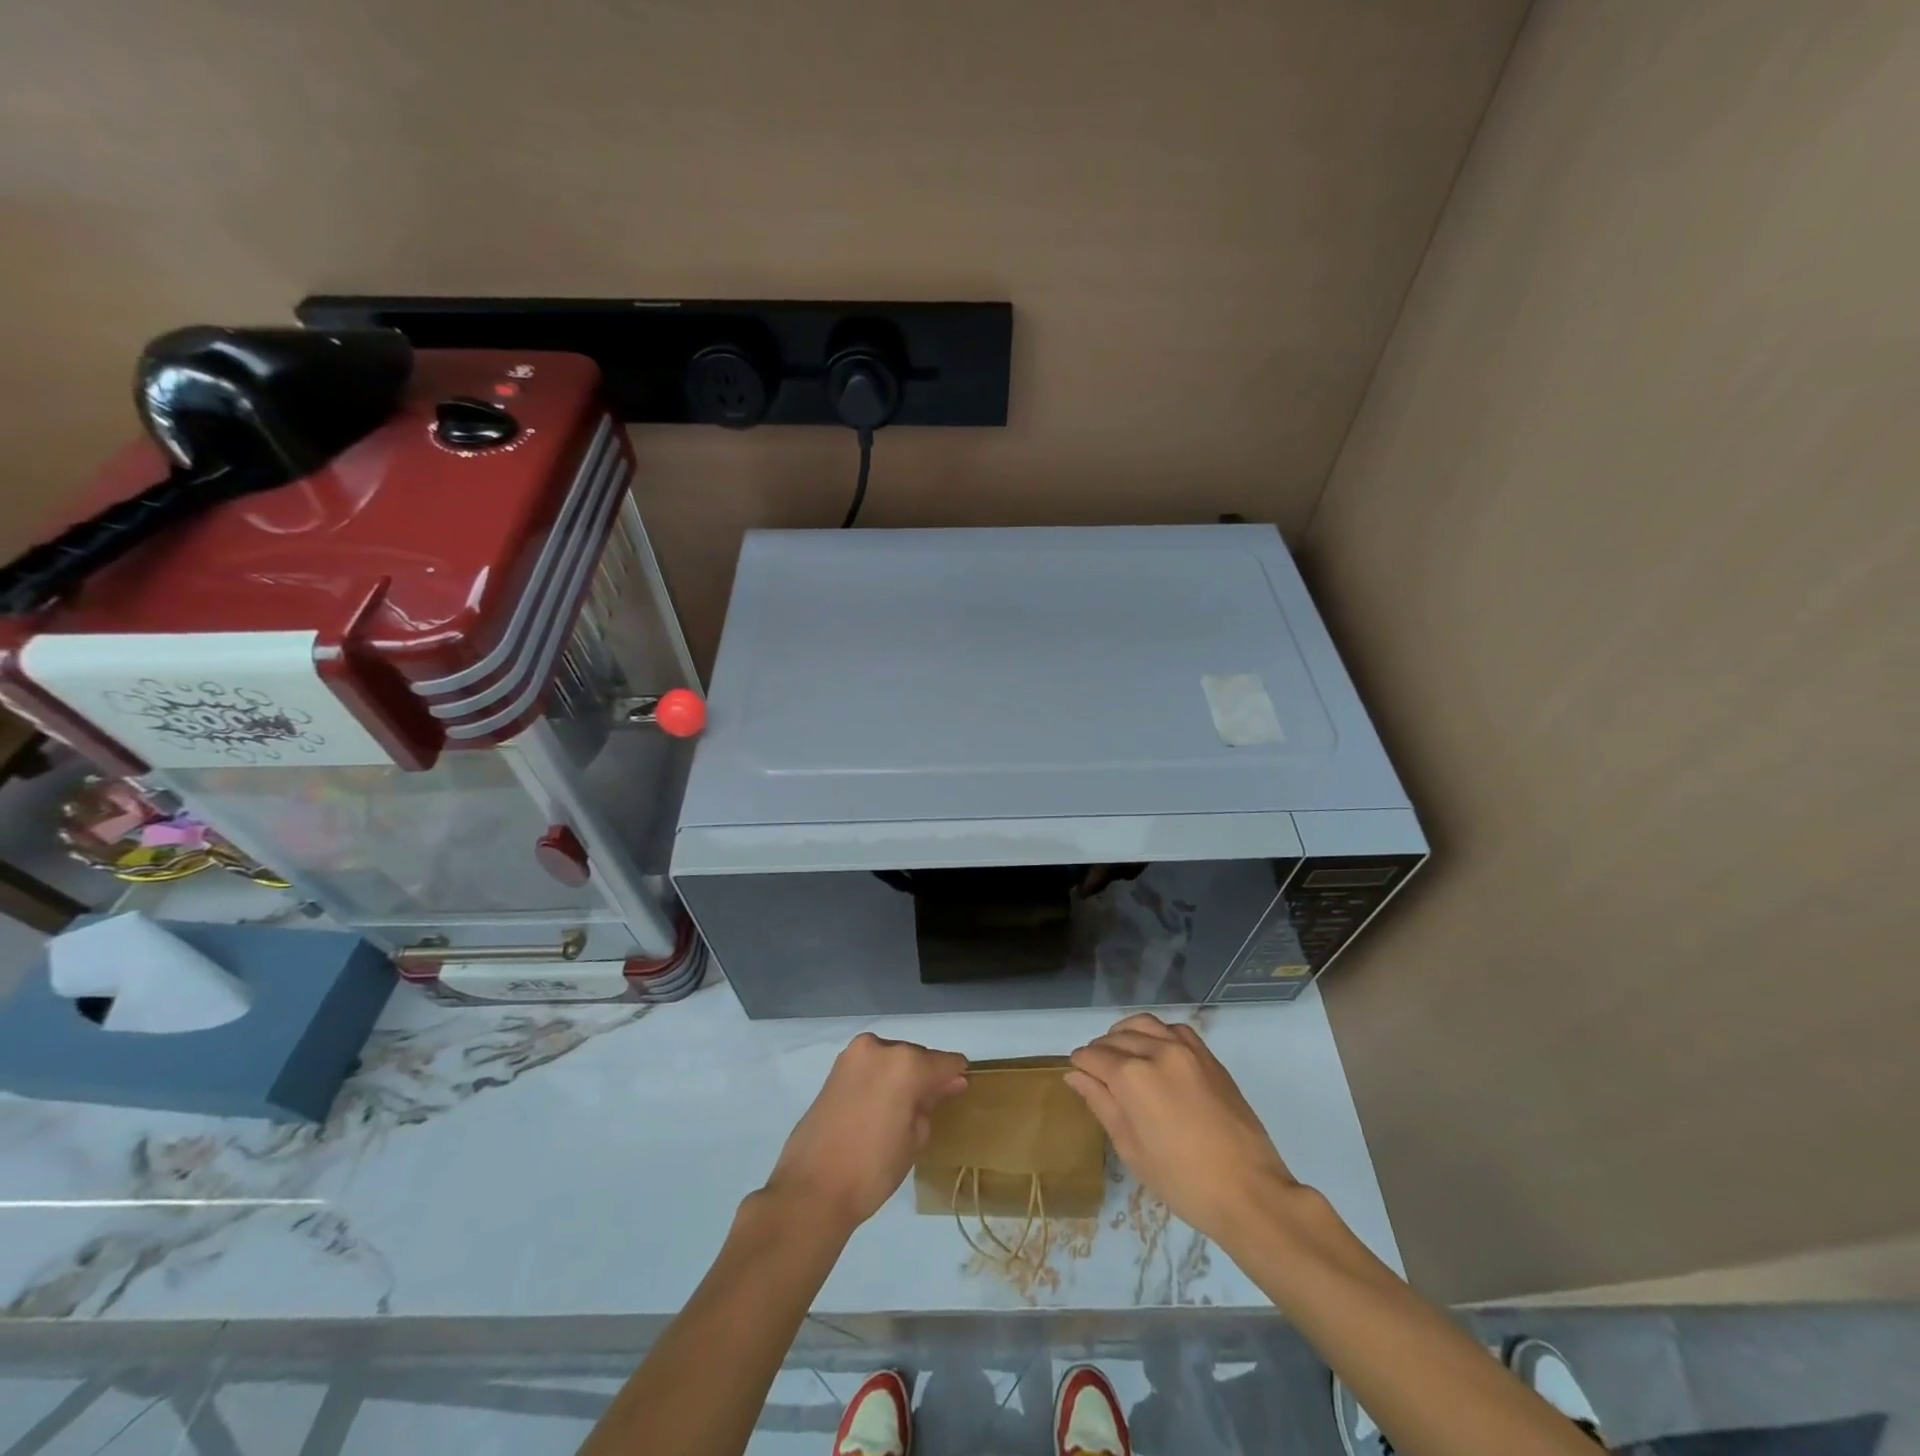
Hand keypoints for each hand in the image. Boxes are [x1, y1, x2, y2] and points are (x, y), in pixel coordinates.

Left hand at [764, 1032, 968, 1233]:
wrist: (812, 1189)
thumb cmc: (873, 1168)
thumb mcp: (914, 1138)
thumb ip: (931, 1103)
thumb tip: (946, 1085)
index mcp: (907, 1063)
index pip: (945, 1062)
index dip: (956, 1076)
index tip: (959, 1092)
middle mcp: (880, 1048)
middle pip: (916, 1056)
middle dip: (925, 1076)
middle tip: (928, 1108)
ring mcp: (853, 1055)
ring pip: (891, 1059)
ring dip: (900, 1077)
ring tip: (900, 1111)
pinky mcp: (834, 1069)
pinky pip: (870, 1067)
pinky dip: (879, 1080)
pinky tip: (879, 1107)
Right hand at [1066, 1013, 1295, 1240]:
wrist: (1248, 1191)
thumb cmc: (1182, 1181)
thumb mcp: (1131, 1148)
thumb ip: (1101, 1103)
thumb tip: (1075, 1075)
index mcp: (1132, 1077)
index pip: (1093, 1056)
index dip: (1080, 1065)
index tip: (1079, 1076)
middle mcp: (1156, 1051)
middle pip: (1115, 1038)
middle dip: (1100, 1051)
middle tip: (1097, 1074)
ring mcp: (1186, 1050)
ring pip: (1144, 1024)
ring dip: (1125, 1034)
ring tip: (1122, 1056)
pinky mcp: (1208, 1056)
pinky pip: (1174, 1029)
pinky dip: (1157, 1033)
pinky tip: (1156, 1053)